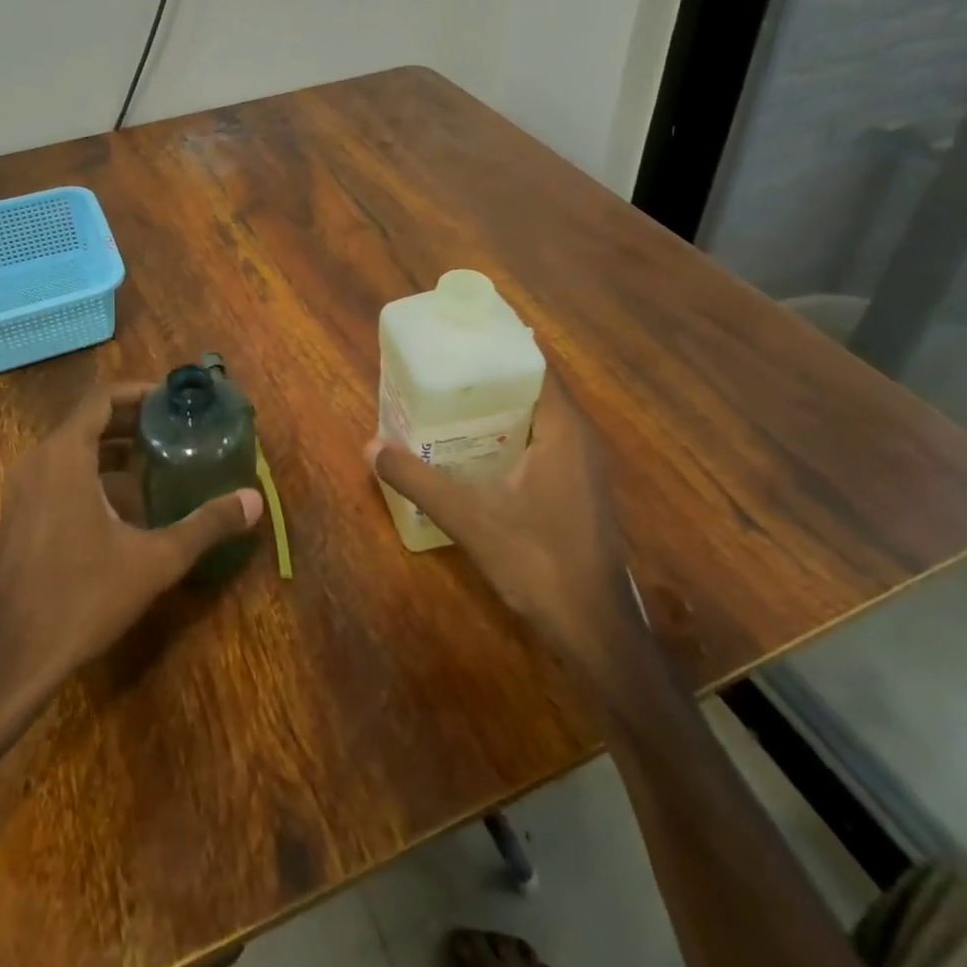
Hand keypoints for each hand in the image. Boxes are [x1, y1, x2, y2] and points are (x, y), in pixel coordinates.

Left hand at [0, 382, 263, 700]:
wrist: (12, 658)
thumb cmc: (83, 597)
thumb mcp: (155, 560)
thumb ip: (206, 525)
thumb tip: (254, 500)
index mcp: (65, 456)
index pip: (102, 398)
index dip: (139, 392)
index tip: (173, 400)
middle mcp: (38, 461)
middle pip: (88, 419)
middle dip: (132, 418)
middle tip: (175, 427)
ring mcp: (22, 489)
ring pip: (72, 447)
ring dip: (113, 445)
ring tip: (157, 457)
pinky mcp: (19, 515)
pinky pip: (58, 472)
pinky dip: (92, 470)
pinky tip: (124, 501)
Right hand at [367, 373, 633, 661]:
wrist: (594, 629)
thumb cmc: (538, 562)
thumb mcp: (469, 517)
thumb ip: (418, 480)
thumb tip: (371, 448)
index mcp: (563, 429)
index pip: (535, 365)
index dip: (498, 346)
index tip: (458, 337)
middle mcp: (579, 438)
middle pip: (533, 389)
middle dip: (489, 377)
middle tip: (442, 369)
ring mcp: (582, 466)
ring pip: (538, 419)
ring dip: (499, 409)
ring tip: (450, 401)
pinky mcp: (577, 491)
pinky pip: (542, 443)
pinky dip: (510, 436)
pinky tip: (475, 451)